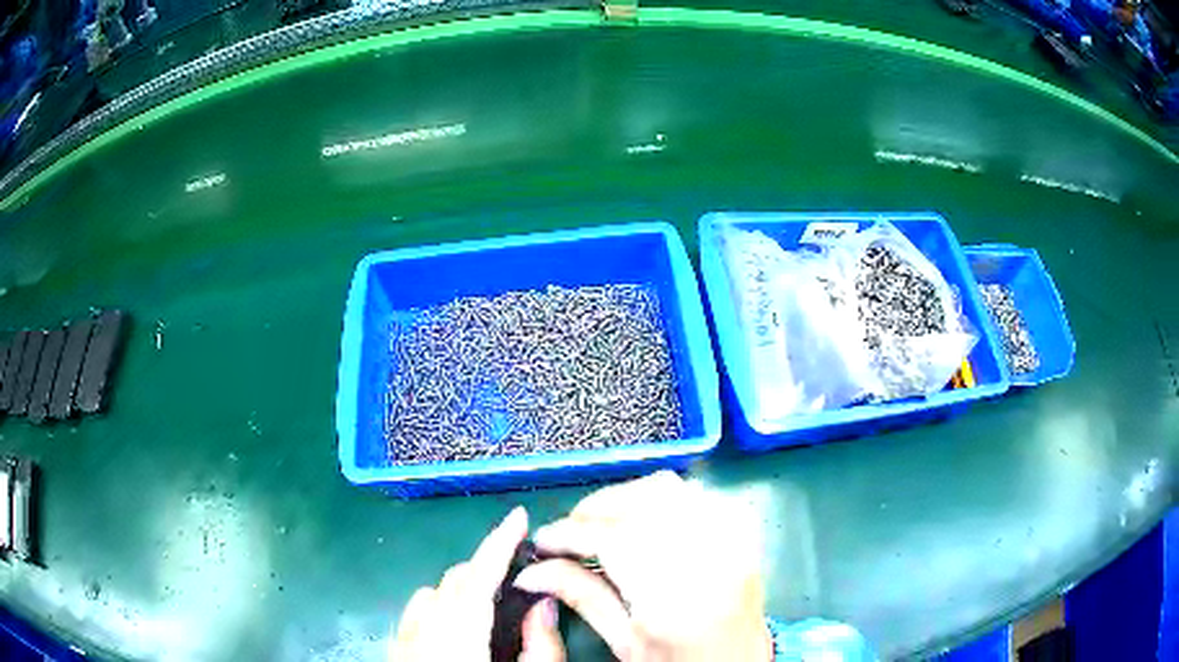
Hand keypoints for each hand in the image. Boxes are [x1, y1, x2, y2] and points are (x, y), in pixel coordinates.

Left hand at [391, 507, 564, 661]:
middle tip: (517, 581)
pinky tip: (454, 629)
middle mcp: (423, 628)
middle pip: (454, 580)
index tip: (519, 516)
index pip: (479, 575)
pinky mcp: (396, 648)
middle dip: (485, 571)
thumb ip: (542, 645)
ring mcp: (403, 637)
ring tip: (486, 610)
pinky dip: (438, 608)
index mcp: (458, 634)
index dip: (500, 542)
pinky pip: (415, 613)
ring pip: (431, 593)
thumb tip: (545, 605)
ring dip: (459, 591)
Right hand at [515, 472, 770, 661]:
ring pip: (665, 487)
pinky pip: (693, 492)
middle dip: (592, 511)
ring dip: (624, 500)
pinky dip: (659, 500)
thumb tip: (530, 571)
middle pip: (635, 501)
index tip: (540, 543)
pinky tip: (646, 524)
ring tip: (603, 528)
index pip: (608, 538)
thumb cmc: (679, 661)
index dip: (566, 534)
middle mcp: (707, 550)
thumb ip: (581, 596)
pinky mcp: (741, 528)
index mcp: (674, 588)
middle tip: (569, 536)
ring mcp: (730, 533)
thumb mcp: (624, 641)